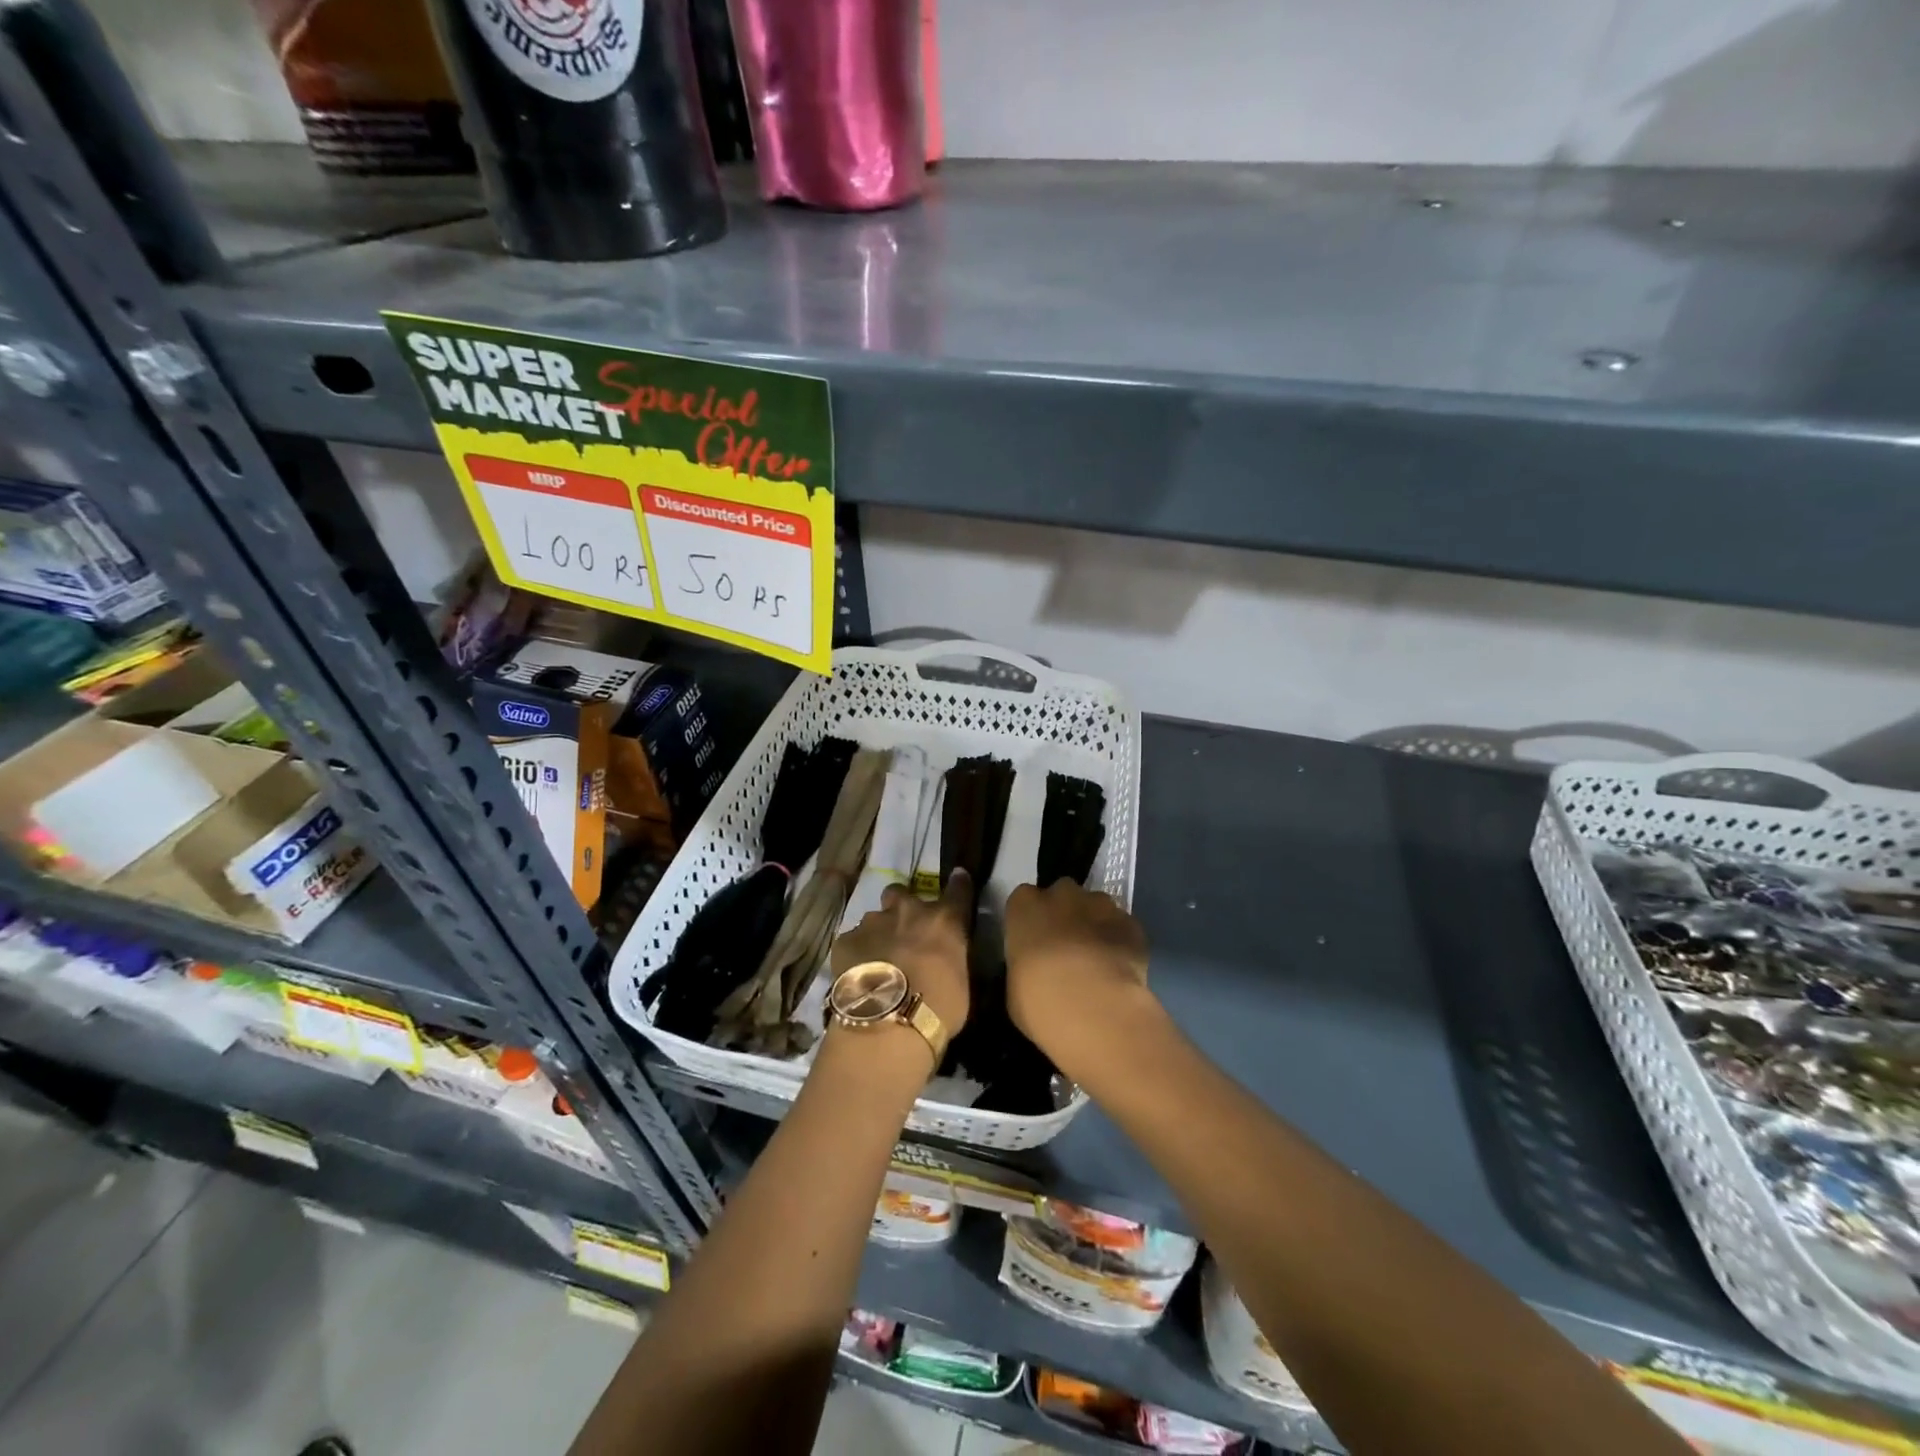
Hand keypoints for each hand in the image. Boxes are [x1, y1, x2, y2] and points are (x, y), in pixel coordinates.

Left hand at [829, 870, 973, 1040]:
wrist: (889, 1023)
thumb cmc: (939, 1008)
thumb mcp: (962, 983)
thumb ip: (952, 958)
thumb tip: (944, 957)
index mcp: (945, 920)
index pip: (958, 889)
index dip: (958, 884)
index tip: (958, 879)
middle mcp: (909, 910)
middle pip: (902, 892)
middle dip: (902, 906)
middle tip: (903, 931)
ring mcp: (874, 922)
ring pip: (875, 918)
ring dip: (879, 933)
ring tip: (879, 961)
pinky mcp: (846, 940)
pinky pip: (853, 941)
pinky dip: (857, 953)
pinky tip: (859, 975)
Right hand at [1004, 880, 1155, 1081]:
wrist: (1093, 1008)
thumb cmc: (1038, 999)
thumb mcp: (1015, 986)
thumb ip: (1025, 965)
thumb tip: (1036, 969)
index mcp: (1025, 906)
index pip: (1024, 900)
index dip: (1031, 920)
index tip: (1034, 943)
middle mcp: (1062, 895)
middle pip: (1063, 894)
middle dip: (1065, 914)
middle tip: (1065, 948)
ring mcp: (1101, 905)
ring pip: (1096, 907)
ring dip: (1094, 925)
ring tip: (1096, 961)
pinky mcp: (1131, 924)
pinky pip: (1122, 927)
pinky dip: (1120, 942)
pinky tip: (1119, 970)